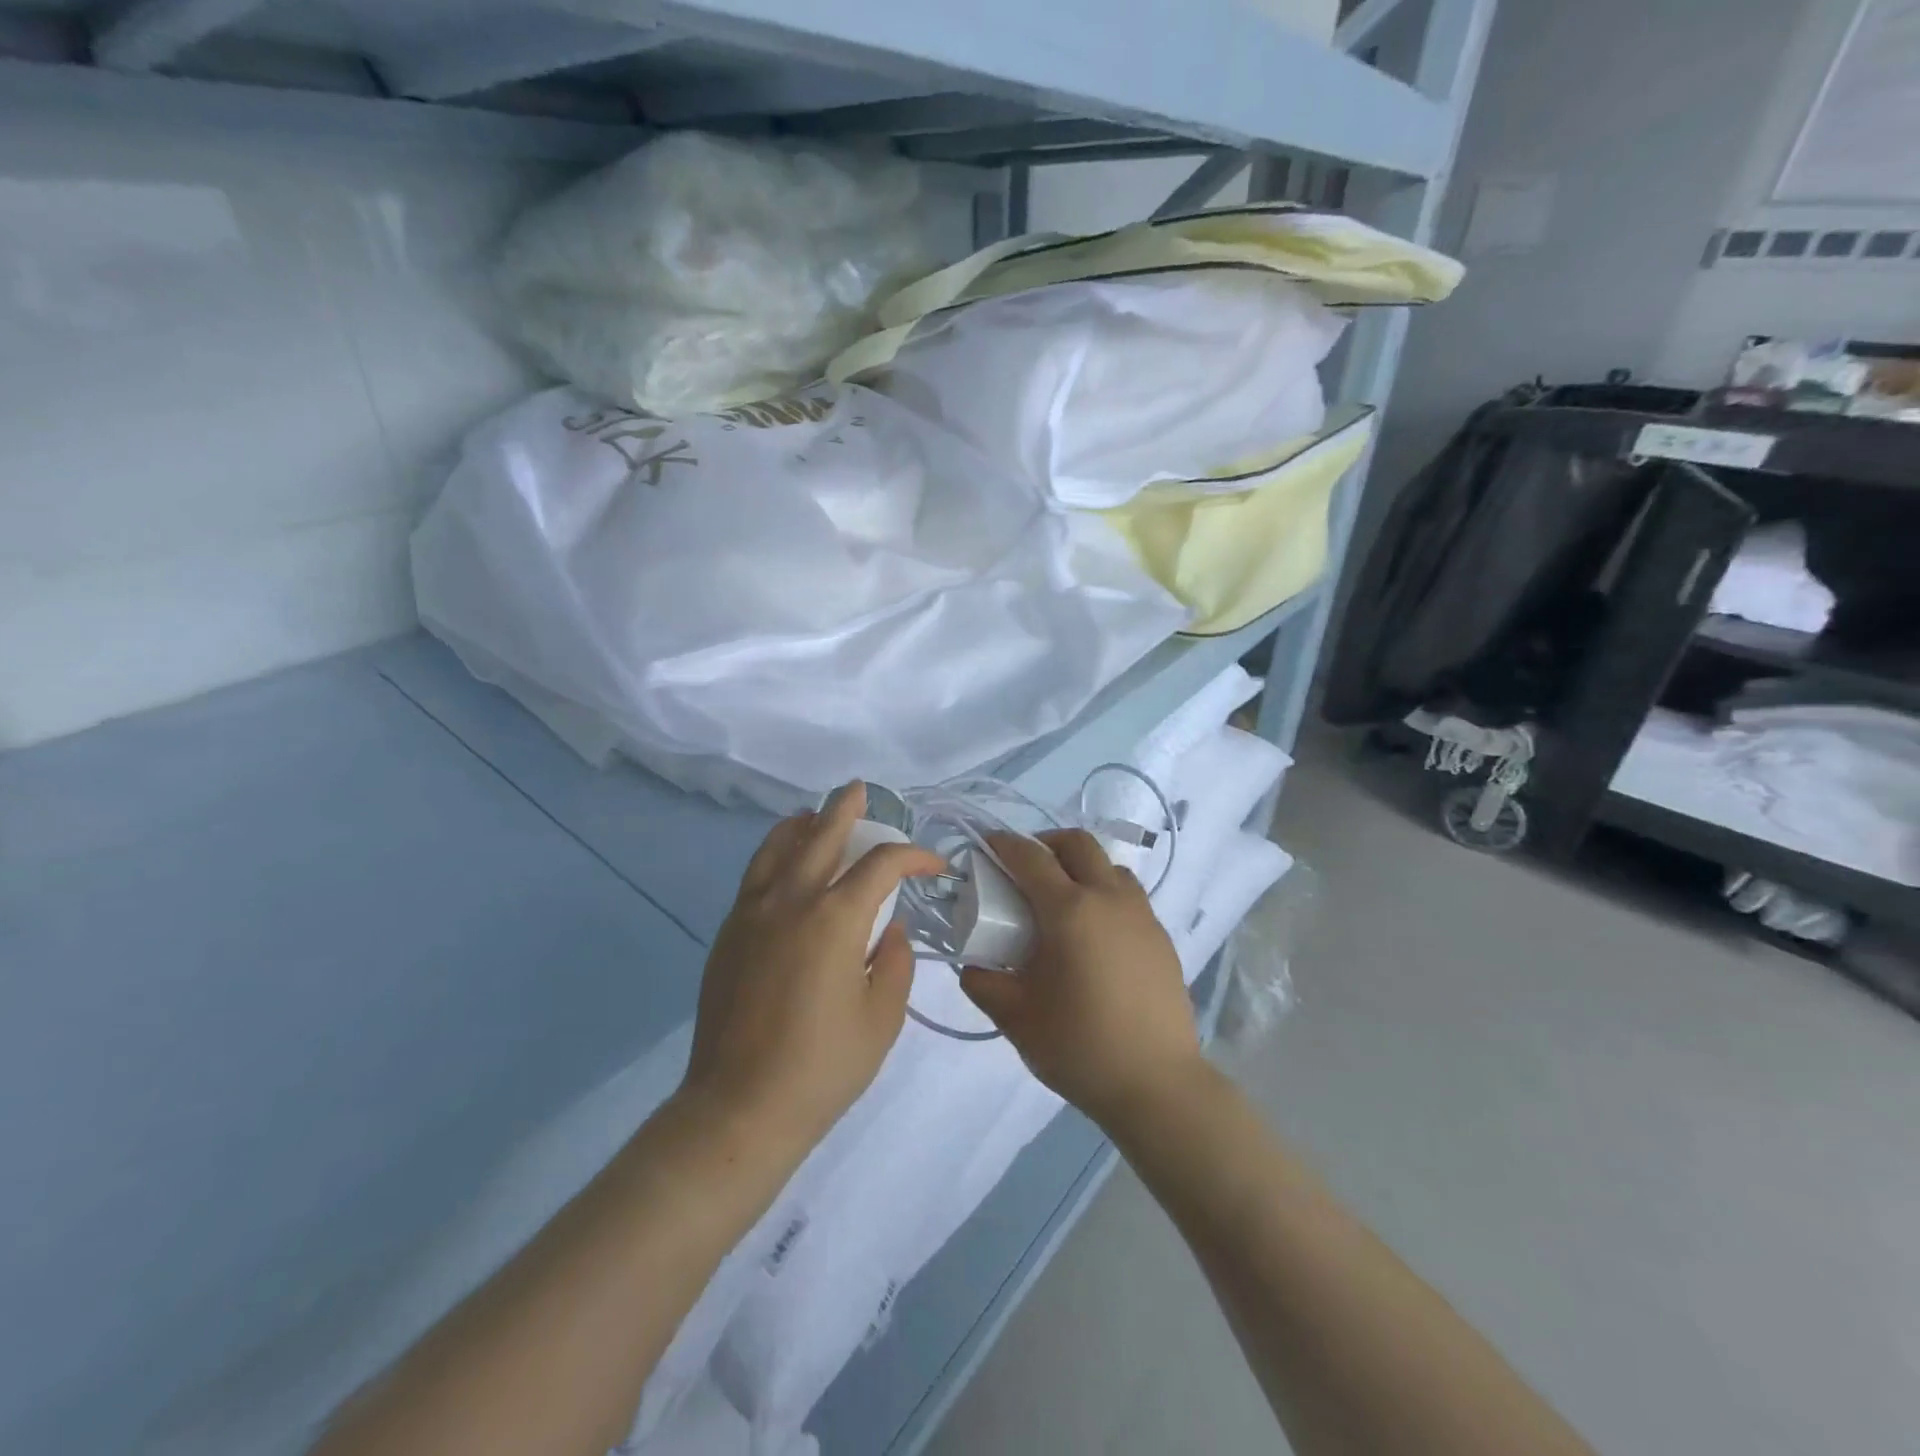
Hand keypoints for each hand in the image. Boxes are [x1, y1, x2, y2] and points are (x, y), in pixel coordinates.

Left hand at [679, 783, 946, 1162]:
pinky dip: (774, 853)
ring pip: (777, 846)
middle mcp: (792, 900)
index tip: (933, 866)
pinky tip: (785, 862)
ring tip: (816, 816)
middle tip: (861, 791)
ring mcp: (753, 912)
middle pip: (822, 834)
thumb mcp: (882, 1018)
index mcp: (836, 918)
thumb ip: (895, 962)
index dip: (914, 856)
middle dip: (846, 809)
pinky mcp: (730, 932)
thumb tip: (889, 928)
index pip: (882, 864)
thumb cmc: (822, 1066)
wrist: (739, 1106)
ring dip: (803, 824)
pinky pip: (755, 874)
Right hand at [960, 829, 1203, 1132]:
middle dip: (1046, 843)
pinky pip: (1129, 895)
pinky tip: (1094, 935)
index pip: (1031, 857)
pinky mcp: (1161, 937)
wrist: (1157, 1084)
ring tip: (1063, 900)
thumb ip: (983, 983)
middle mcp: (1109, 899)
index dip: (1004, 844)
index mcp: (1069, 911)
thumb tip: (971, 965)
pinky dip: (1105, 893)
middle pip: (1077, 843)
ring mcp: (1141, 915)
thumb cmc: (1079, 1046)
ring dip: (1081, 866)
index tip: (988, 846)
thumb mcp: (1015, 1017)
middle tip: (1026, 868)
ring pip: (1109, 866)